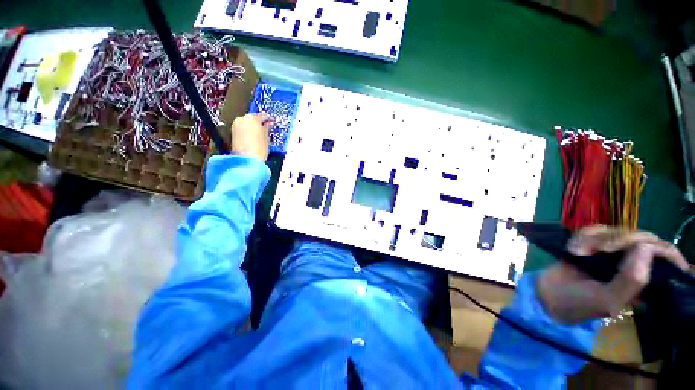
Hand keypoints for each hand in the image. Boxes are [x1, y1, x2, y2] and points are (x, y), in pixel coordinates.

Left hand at [229, 113, 271, 161]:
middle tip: (267, 128)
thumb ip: (267, 128)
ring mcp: (236, 126)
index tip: (272, 122)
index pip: (263, 115)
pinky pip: (243, 129)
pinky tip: (254, 138)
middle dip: (260, 123)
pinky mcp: (233, 133)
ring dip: (254, 128)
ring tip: (261, 135)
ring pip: (247, 124)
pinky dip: (249, 132)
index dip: (269, 119)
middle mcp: (242, 119)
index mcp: (252, 118)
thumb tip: (269, 124)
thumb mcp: (267, 138)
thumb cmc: (258, 149)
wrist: (246, 160)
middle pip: (253, 118)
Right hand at [537, 226, 689, 323]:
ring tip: (577, 253)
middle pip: (639, 237)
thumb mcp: (609, 298)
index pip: (664, 254)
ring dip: (594, 239)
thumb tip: (645, 246)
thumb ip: (632, 279)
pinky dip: (581, 237)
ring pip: (614, 230)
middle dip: (618, 239)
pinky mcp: (593, 244)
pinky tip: (572, 249)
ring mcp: (612, 252)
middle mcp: (633, 263)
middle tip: (599, 250)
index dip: (657, 247)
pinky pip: (594, 230)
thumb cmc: (581, 302)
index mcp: (645, 280)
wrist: (548, 294)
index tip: (639, 246)